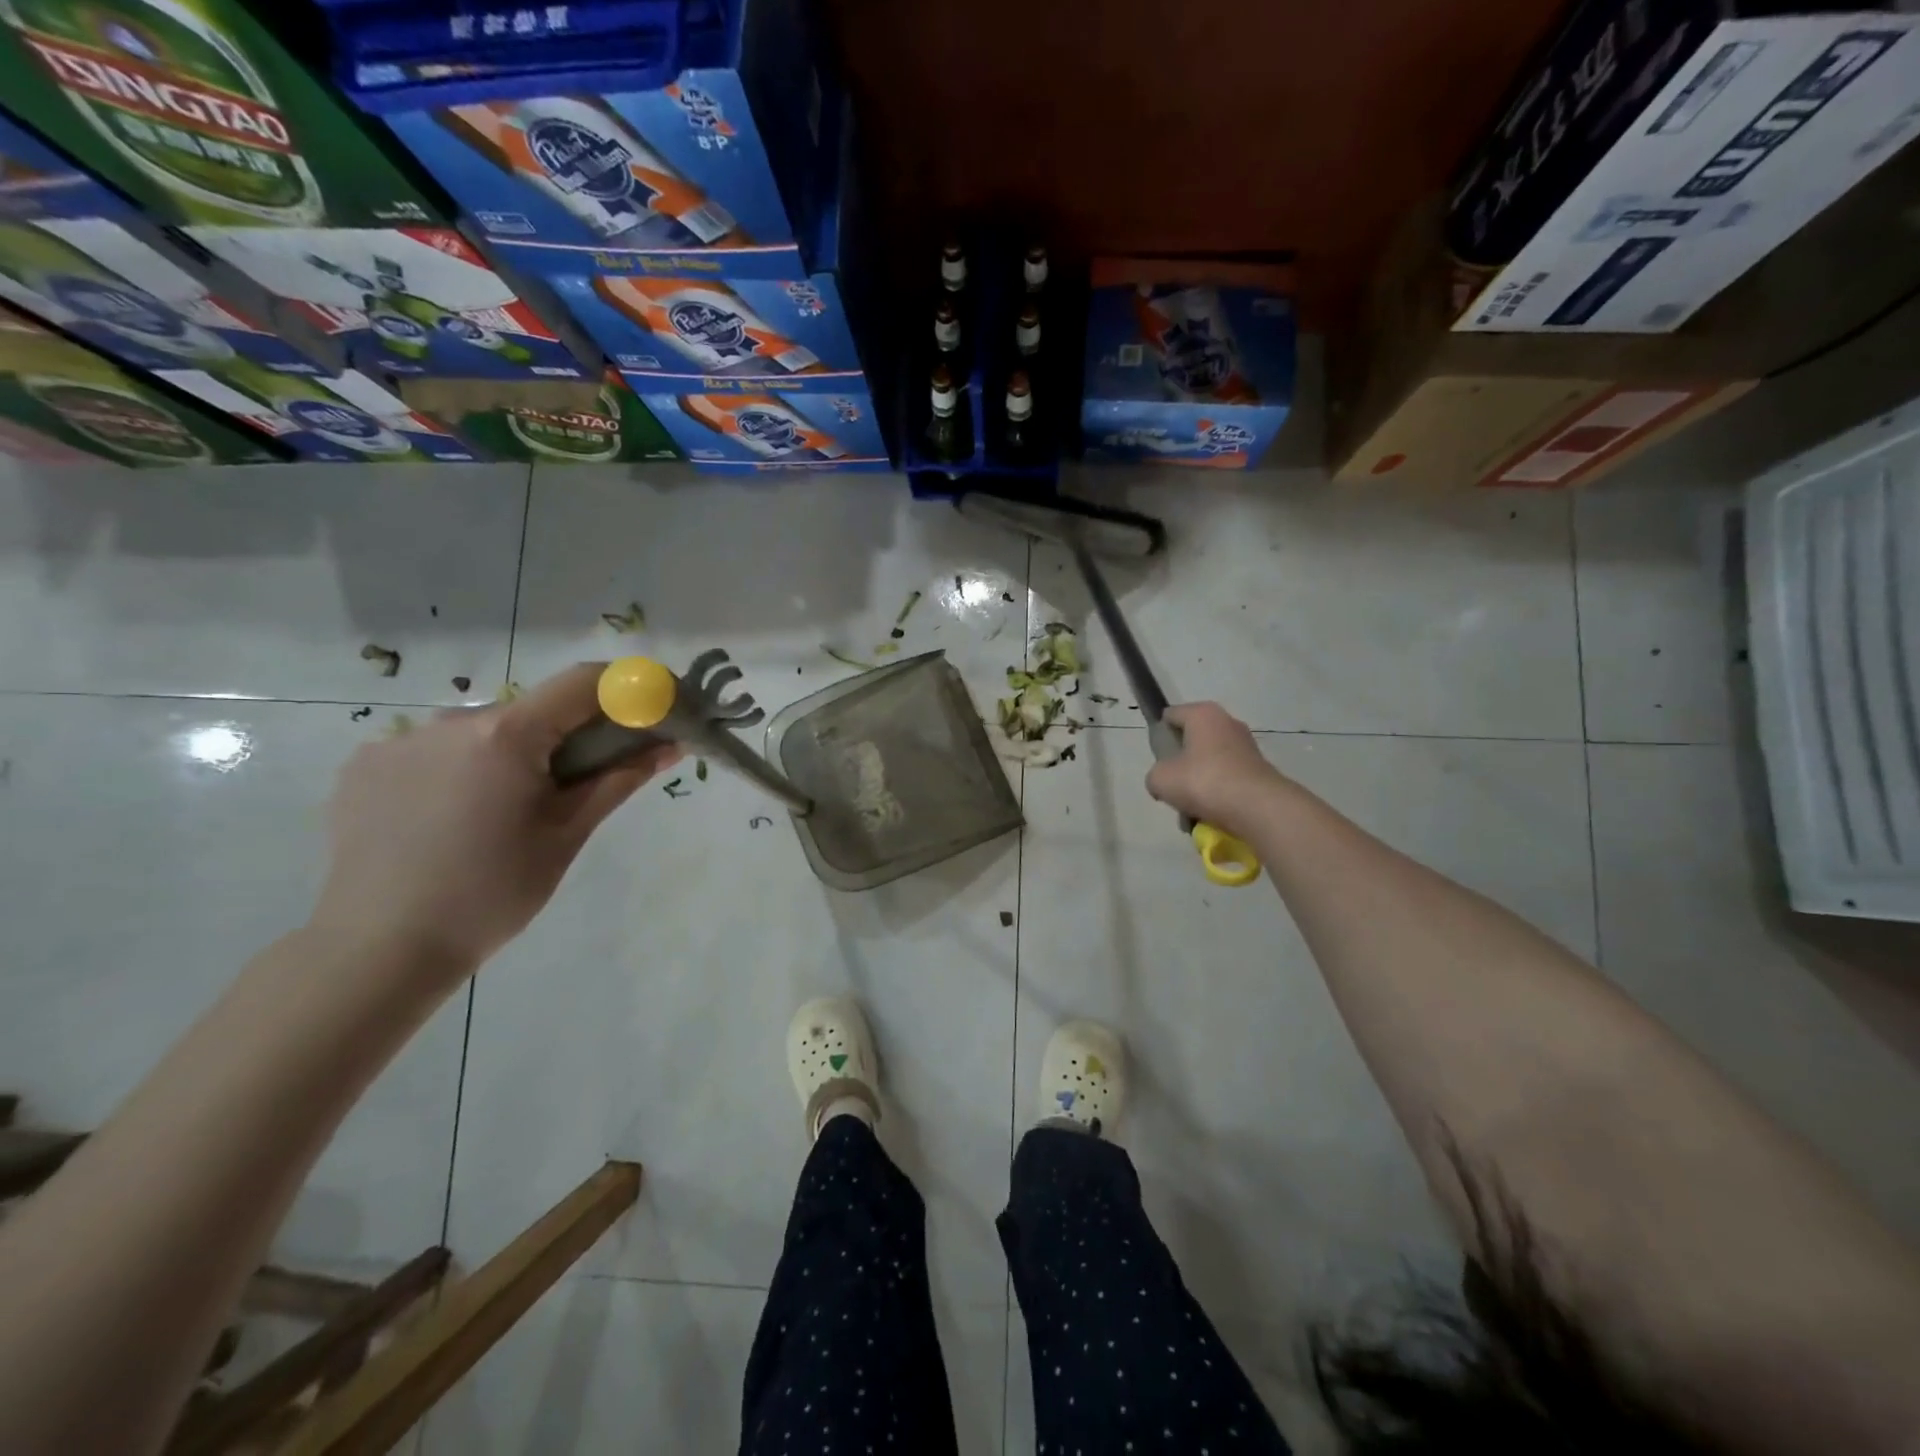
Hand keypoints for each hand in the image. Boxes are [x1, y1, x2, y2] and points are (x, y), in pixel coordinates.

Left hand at [309, 663, 680, 979]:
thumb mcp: (567, 834)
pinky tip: (452, 821)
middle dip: (565, 737)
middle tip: (574, 789)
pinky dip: (461, 771)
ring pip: (483, 732)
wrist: (380, 950)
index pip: (582, 682)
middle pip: (532, 710)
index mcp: (506, 736)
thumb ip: (618, 779)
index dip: (626, 690)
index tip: (649, 714)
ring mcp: (398, 741)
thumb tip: (669, 745)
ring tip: (503, 816)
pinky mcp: (365, 766)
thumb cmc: (493, 893)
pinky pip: (435, 751)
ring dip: (510, 756)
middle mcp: (449, 721)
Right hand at [1145, 702, 1289, 837]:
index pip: (1170, 715)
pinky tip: (1210, 815)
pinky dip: (1218, 795)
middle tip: (1173, 786)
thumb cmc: (1204, 782)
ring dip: (1198, 784)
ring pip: (1208, 763)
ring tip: (1191, 809)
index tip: (1157, 759)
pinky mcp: (1259, 769)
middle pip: (1191, 741)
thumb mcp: (1161, 779)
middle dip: (1180, 765)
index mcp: (1202, 714)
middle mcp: (1227, 722)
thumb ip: (1155, 775)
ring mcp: (1246, 746)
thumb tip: (1165, 780)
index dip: (1160, 736)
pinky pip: (1227, 779)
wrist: (1258, 808)